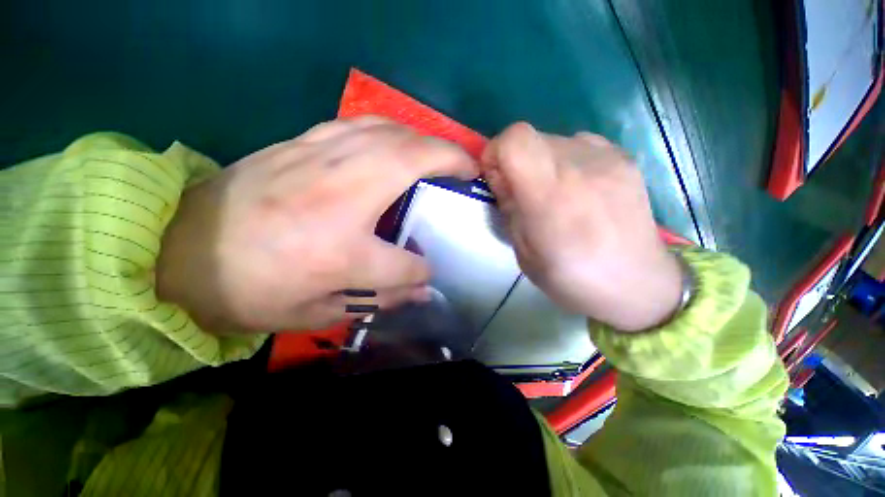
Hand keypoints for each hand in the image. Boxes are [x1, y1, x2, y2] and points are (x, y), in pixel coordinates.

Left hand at [157, 117, 477, 333]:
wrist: (178, 249)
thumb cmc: (249, 289)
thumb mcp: (317, 311)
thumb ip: (378, 298)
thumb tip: (421, 289)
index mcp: (339, 252)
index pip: (404, 263)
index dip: (420, 271)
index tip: (427, 271)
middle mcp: (339, 196)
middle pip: (411, 161)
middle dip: (451, 160)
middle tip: (470, 169)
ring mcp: (320, 159)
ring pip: (390, 132)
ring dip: (425, 139)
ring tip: (440, 154)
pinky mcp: (302, 142)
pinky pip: (360, 125)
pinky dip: (390, 129)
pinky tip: (396, 141)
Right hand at [481, 123, 681, 331]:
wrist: (638, 284)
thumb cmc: (571, 277)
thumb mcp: (523, 251)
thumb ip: (509, 207)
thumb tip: (501, 178)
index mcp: (550, 196)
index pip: (514, 139)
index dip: (496, 153)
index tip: (496, 179)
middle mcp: (580, 166)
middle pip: (531, 136)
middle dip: (515, 161)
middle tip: (522, 192)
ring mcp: (608, 158)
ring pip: (553, 139)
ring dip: (540, 161)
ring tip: (553, 193)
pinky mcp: (625, 158)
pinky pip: (579, 144)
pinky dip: (565, 160)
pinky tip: (577, 188)